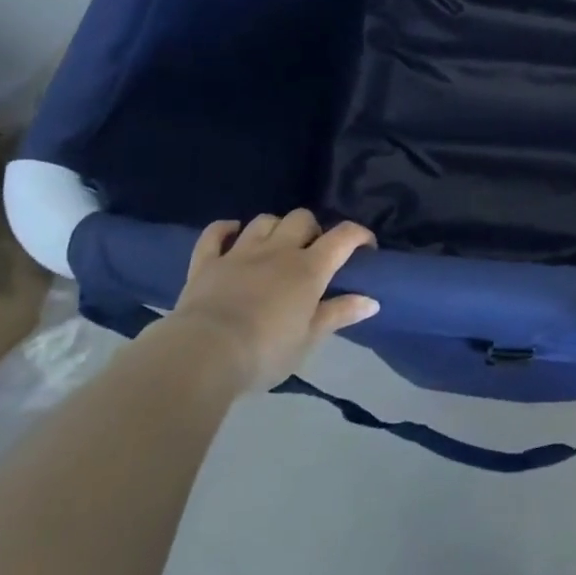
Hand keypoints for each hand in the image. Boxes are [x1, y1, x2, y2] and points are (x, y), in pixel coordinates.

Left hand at [156, 210, 378, 392]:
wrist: (203, 355)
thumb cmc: (265, 352)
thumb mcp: (308, 340)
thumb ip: (339, 314)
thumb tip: (372, 301)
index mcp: (308, 269)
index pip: (343, 237)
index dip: (359, 235)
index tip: (367, 247)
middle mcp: (278, 251)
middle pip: (302, 218)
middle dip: (313, 229)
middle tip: (313, 254)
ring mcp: (240, 252)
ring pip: (264, 221)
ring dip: (275, 228)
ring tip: (276, 246)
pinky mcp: (206, 262)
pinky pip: (215, 233)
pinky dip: (224, 229)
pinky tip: (231, 232)